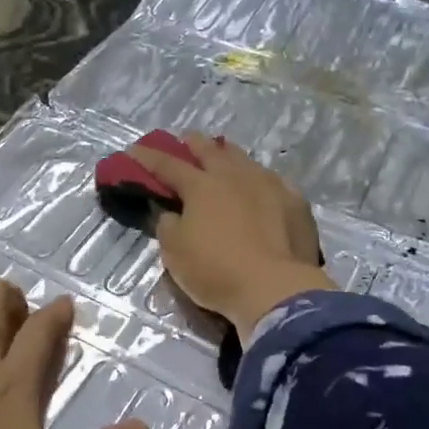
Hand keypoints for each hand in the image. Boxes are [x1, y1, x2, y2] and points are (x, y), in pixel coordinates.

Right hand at [126, 132, 336, 339]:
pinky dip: (259, 179)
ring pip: (244, 160)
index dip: (148, 158)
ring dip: (228, 155)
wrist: (275, 289)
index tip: (134, 150)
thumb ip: (167, 225)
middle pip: (210, 151)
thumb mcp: (175, 252)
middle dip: (193, 144)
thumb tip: (168, 211)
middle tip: (185, 140)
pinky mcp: (295, 202)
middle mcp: (235, 176)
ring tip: (222, 154)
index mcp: (201, 186)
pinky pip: (273, 181)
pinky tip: (261, 185)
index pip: (168, 165)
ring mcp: (268, 185)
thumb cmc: (216, 271)